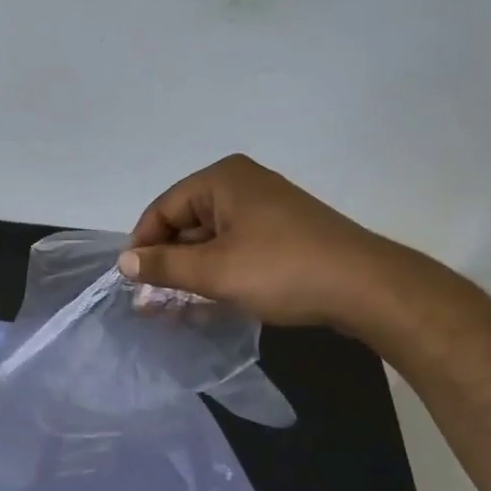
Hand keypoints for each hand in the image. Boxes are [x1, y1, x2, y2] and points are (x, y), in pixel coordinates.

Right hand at [120, 154, 397, 328]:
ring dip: (191, 274)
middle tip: (151, 302)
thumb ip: (163, 266)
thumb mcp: (213, 271)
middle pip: (186, 223)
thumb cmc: (281, 270)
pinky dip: (218, 274)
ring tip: (173, 310)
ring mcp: (265, 209)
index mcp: (222, 180)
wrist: (366, 288)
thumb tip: (124, 263)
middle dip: (167, 263)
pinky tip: (206, 305)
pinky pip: (235, 250)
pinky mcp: (282, 234)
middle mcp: (241, 185)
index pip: (163, 209)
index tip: (132, 283)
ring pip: (211, 241)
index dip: (143, 245)